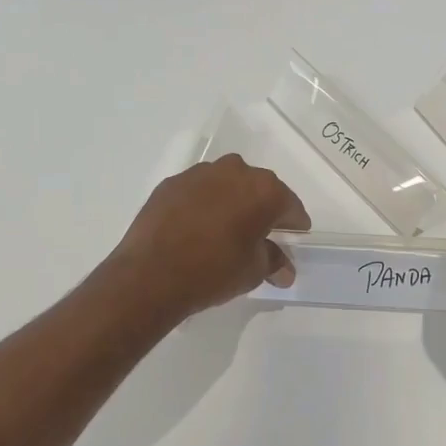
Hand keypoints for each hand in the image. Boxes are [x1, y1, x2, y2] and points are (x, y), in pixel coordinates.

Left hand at [103, 155, 310, 320]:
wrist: (150, 274)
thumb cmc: (213, 271)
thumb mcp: (253, 271)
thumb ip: (273, 261)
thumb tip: (284, 269)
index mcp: (264, 190)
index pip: (290, 205)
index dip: (294, 224)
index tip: (294, 237)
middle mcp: (235, 171)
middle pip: (259, 188)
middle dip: (263, 209)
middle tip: (260, 234)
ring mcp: (200, 173)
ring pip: (227, 184)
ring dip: (232, 201)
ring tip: (226, 229)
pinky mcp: (172, 183)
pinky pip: (198, 190)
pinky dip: (203, 203)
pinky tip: (197, 227)